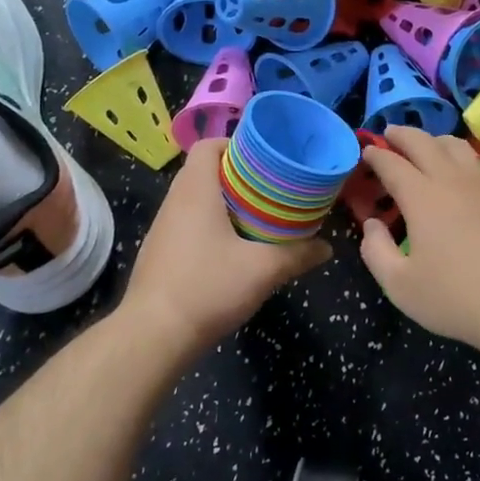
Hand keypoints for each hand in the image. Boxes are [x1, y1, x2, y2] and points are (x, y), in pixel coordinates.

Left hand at [116, 138, 330, 356]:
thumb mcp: (263, 270)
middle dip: (239, 176)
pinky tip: (235, 249)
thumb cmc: (207, 288)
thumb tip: (326, 248)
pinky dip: (212, 226)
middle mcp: (174, 202)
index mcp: (195, 191)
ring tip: (259, 217)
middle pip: (205, 171)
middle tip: (272, 189)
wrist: (153, 336)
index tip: (265, 159)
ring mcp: (163, 229)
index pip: (208, 145)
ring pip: (196, 200)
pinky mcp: (160, 253)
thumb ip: (298, 254)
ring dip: (225, 203)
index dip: (235, 144)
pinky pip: (189, 224)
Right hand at [357, 127, 479, 349]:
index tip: (366, 152)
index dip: (376, 155)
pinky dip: (461, 157)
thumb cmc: (455, 296)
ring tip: (425, 146)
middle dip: (402, 135)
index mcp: (421, 197)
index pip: (392, 163)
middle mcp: (452, 180)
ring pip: (456, 145)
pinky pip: (478, 162)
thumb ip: (377, 251)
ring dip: (434, 140)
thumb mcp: (400, 285)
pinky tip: (461, 171)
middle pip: (423, 142)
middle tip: (389, 135)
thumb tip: (373, 224)